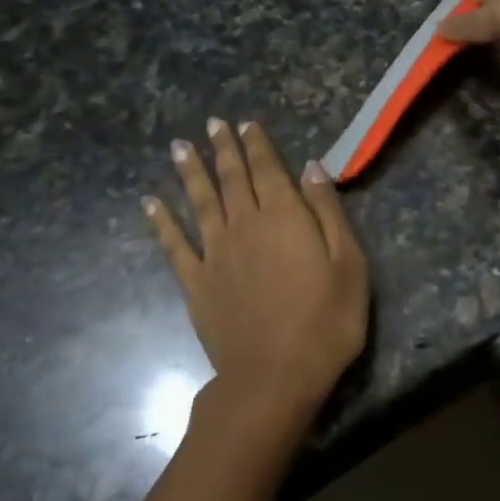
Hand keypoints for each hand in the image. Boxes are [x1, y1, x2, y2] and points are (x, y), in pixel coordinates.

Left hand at [144, 119, 367, 436]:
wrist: (275, 377)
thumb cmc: (326, 322)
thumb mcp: (349, 264)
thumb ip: (328, 212)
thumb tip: (312, 168)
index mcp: (285, 218)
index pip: (269, 171)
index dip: (258, 146)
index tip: (246, 124)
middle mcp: (245, 226)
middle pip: (233, 179)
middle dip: (224, 149)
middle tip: (213, 124)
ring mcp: (215, 255)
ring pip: (201, 203)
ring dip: (192, 173)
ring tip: (180, 147)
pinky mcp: (196, 285)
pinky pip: (174, 246)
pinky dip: (161, 222)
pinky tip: (150, 203)